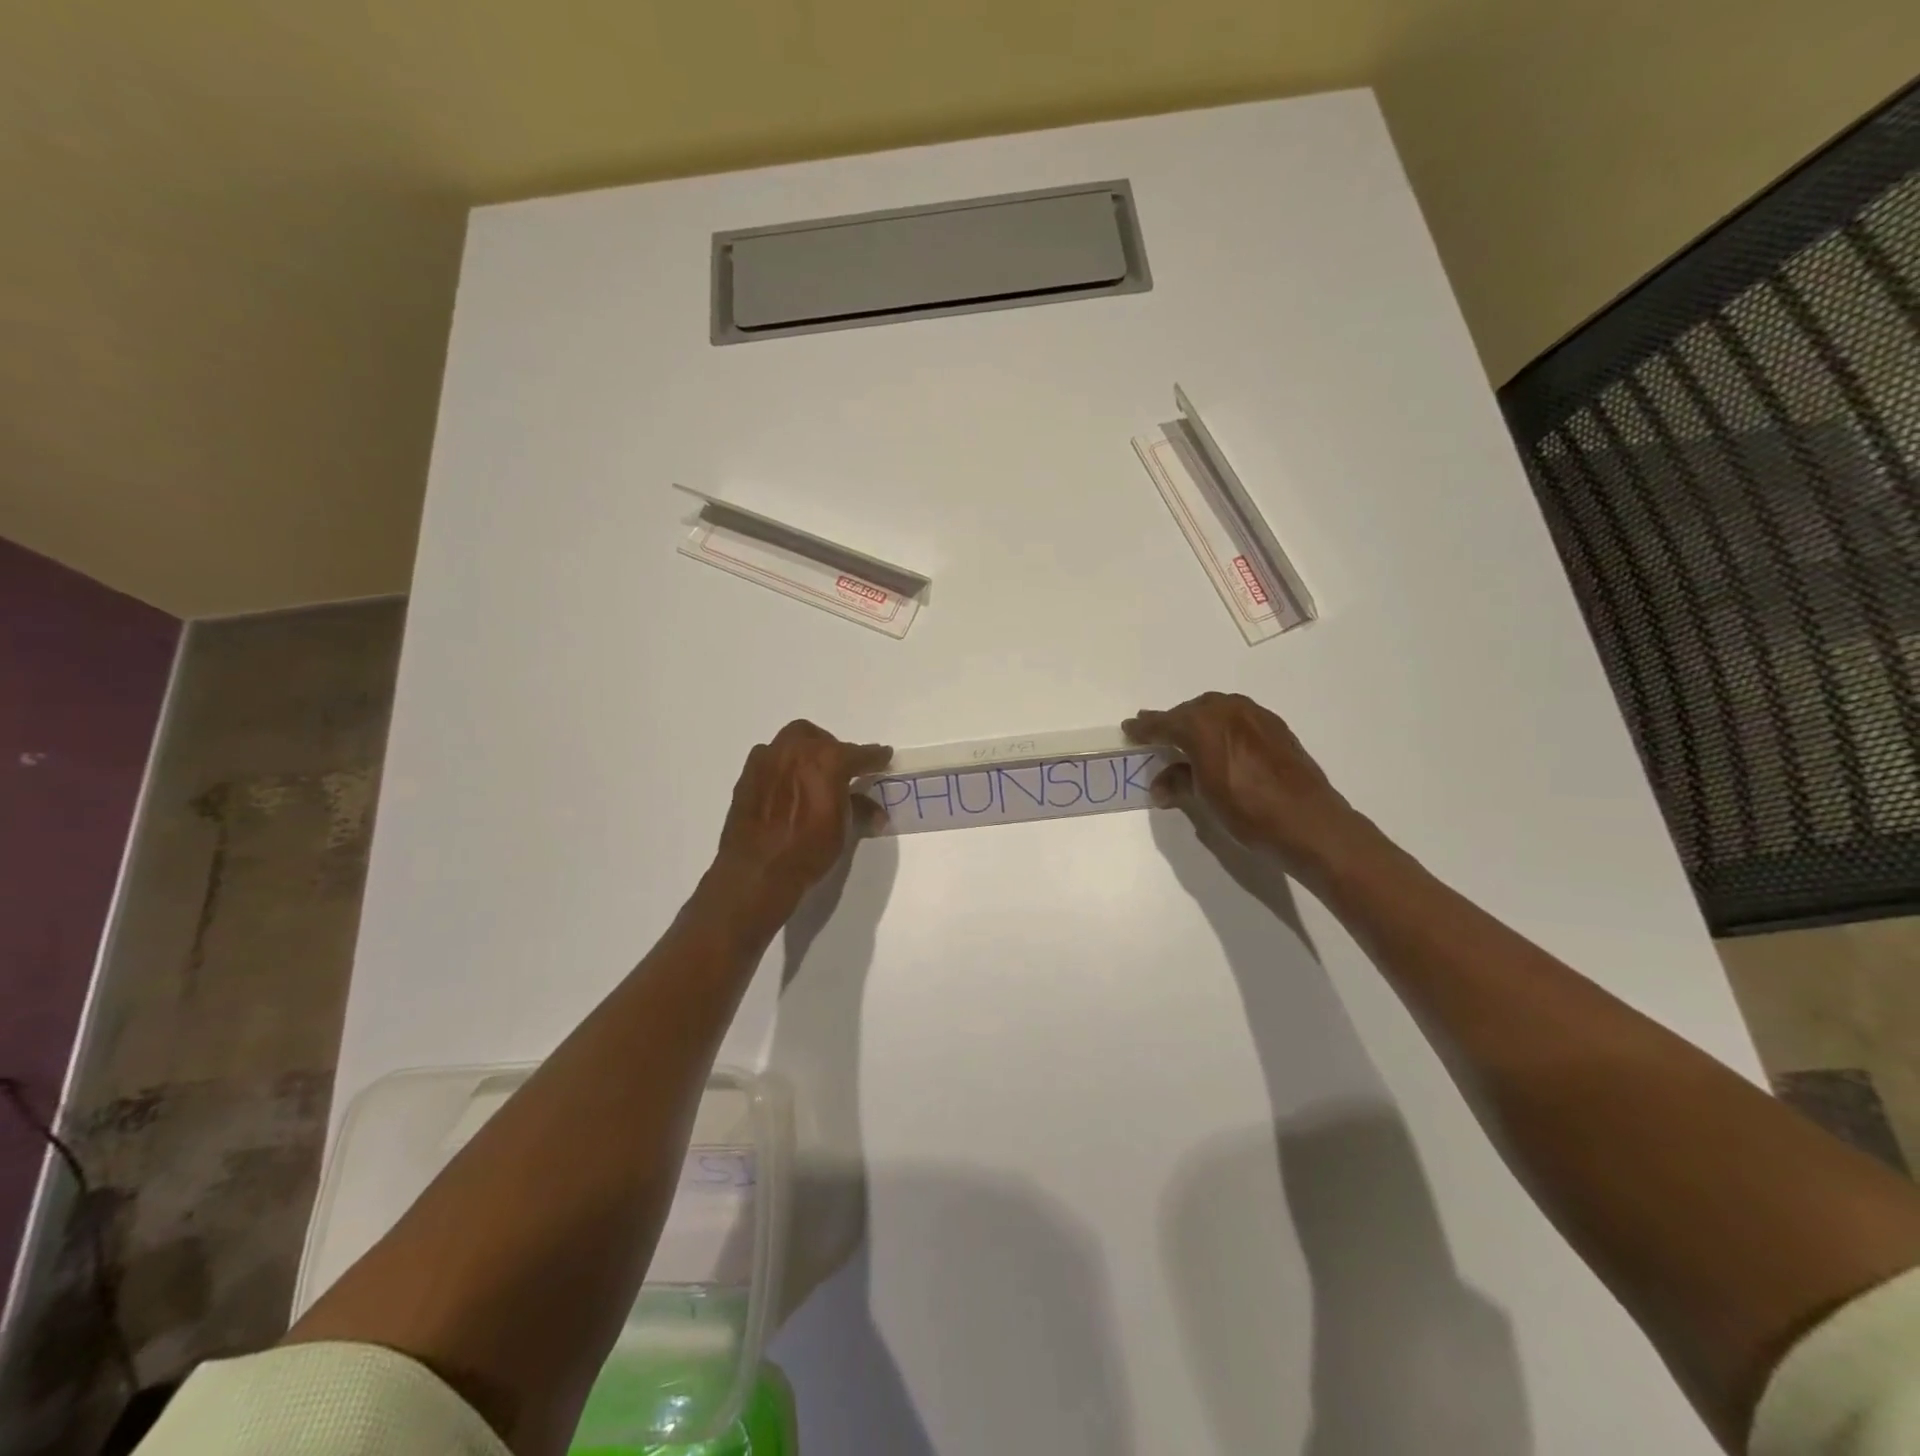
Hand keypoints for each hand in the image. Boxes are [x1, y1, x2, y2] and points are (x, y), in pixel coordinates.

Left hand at [712, 721, 891, 919]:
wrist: (757, 871)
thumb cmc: (808, 850)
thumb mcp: (842, 830)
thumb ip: (859, 809)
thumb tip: (876, 812)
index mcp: (827, 759)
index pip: (859, 753)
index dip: (875, 757)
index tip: (883, 757)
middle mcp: (796, 750)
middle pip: (819, 738)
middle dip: (832, 748)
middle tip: (839, 770)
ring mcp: (767, 760)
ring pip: (789, 743)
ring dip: (804, 754)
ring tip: (809, 777)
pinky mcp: (747, 776)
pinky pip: (769, 761)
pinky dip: (782, 768)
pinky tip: (785, 789)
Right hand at [1124, 692, 1362, 873]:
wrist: (1309, 823)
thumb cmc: (1248, 812)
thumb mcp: (1205, 800)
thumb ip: (1179, 783)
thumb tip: (1161, 786)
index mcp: (1202, 725)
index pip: (1164, 723)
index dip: (1144, 728)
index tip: (1129, 729)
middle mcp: (1227, 711)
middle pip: (1190, 711)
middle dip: (1172, 722)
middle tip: (1157, 734)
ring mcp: (1255, 716)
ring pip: (1216, 710)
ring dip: (1199, 722)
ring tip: (1189, 739)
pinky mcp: (1276, 727)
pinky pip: (1238, 718)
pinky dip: (1223, 727)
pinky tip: (1223, 745)